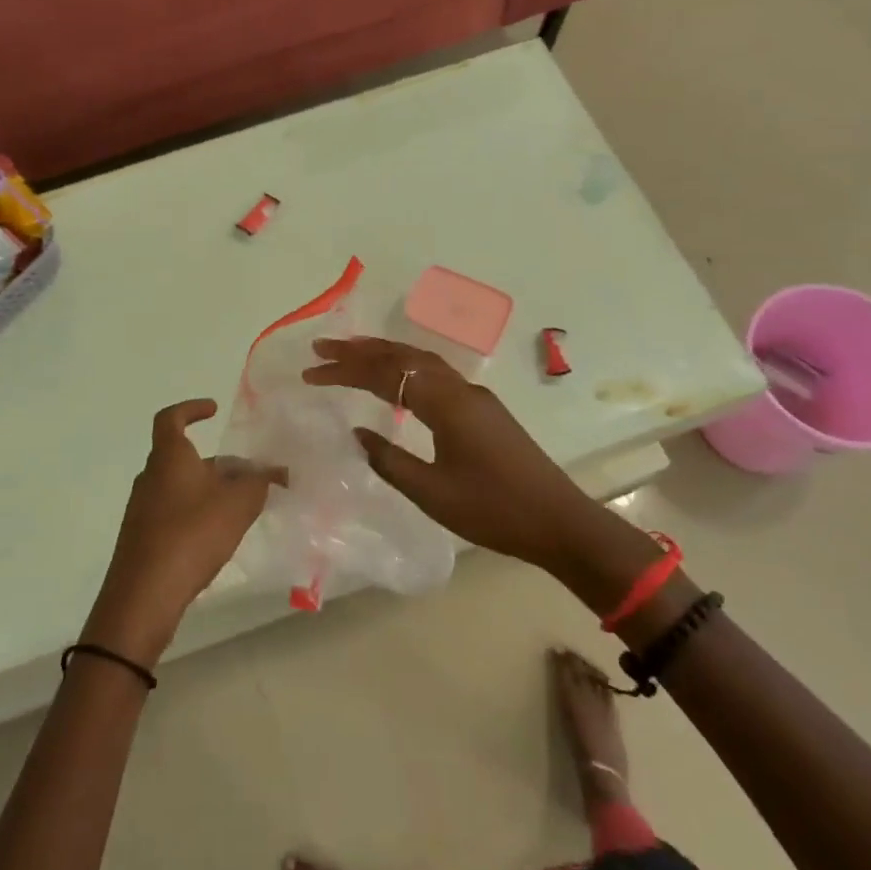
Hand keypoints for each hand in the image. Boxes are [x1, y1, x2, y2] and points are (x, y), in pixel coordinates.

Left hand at [83, 400, 277, 668]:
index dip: (191, 409)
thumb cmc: (191, 535)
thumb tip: (271, 471)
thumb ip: (258, 482)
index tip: (213, 410)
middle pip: (183, 457)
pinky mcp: (143, 539)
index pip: (171, 418)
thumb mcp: (237, 504)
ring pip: (181, 487)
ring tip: (241, 508)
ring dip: (210, 491)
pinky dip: (197, 515)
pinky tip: (218, 537)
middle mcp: (150, 477)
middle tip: (248, 476)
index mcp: (169, 458)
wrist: (143, 596)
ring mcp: (142, 510)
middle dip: (217, 463)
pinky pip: (174, 513)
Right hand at [302, 338, 656, 598]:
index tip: (311, 372)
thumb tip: (356, 433)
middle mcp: (460, 389)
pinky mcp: (483, 409)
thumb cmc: (494, 510)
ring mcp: (475, 396)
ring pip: (422, 361)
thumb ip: (389, 460)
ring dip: (384, 354)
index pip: (385, 375)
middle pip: (403, 356)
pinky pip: (435, 374)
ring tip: (350, 354)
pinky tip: (396, 380)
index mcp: (446, 404)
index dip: (345, 371)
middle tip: (321, 348)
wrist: (559, 522)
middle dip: (360, 350)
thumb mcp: (432, 493)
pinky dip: (406, 367)